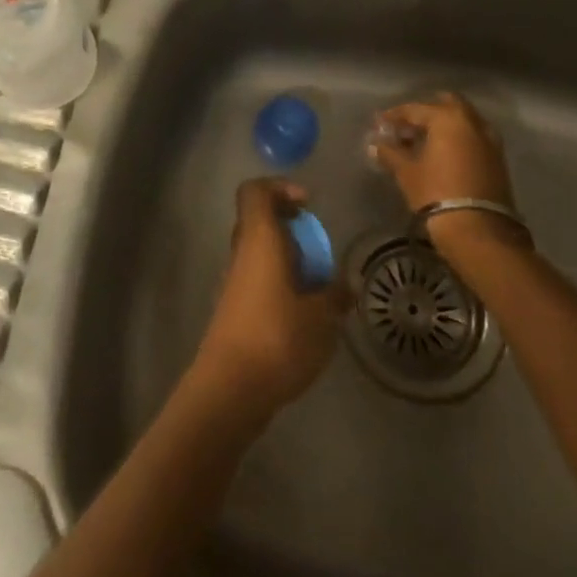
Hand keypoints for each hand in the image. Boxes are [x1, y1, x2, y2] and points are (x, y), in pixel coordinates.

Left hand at [190, 179, 348, 423]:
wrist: (231, 388)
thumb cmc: (277, 338)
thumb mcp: (321, 318)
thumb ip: (335, 297)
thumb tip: (346, 286)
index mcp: (258, 239)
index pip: (255, 191)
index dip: (279, 188)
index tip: (307, 205)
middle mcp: (241, 253)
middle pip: (258, 220)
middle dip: (289, 227)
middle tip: (317, 248)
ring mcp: (232, 281)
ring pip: (257, 252)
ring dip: (285, 258)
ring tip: (315, 285)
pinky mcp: (232, 309)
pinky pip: (256, 279)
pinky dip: (277, 283)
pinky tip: (301, 313)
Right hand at [369, 92, 527, 259]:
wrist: (479, 232)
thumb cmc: (436, 193)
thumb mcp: (407, 172)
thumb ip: (390, 153)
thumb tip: (376, 144)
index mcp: (447, 118)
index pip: (415, 109)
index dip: (394, 116)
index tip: (379, 123)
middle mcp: (472, 122)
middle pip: (446, 104)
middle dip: (426, 112)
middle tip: (407, 127)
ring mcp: (489, 140)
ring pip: (463, 121)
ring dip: (444, 126)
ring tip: (424, 142)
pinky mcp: (498, 160)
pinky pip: (473, 138)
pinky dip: (458, 140)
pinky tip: (443, 155)